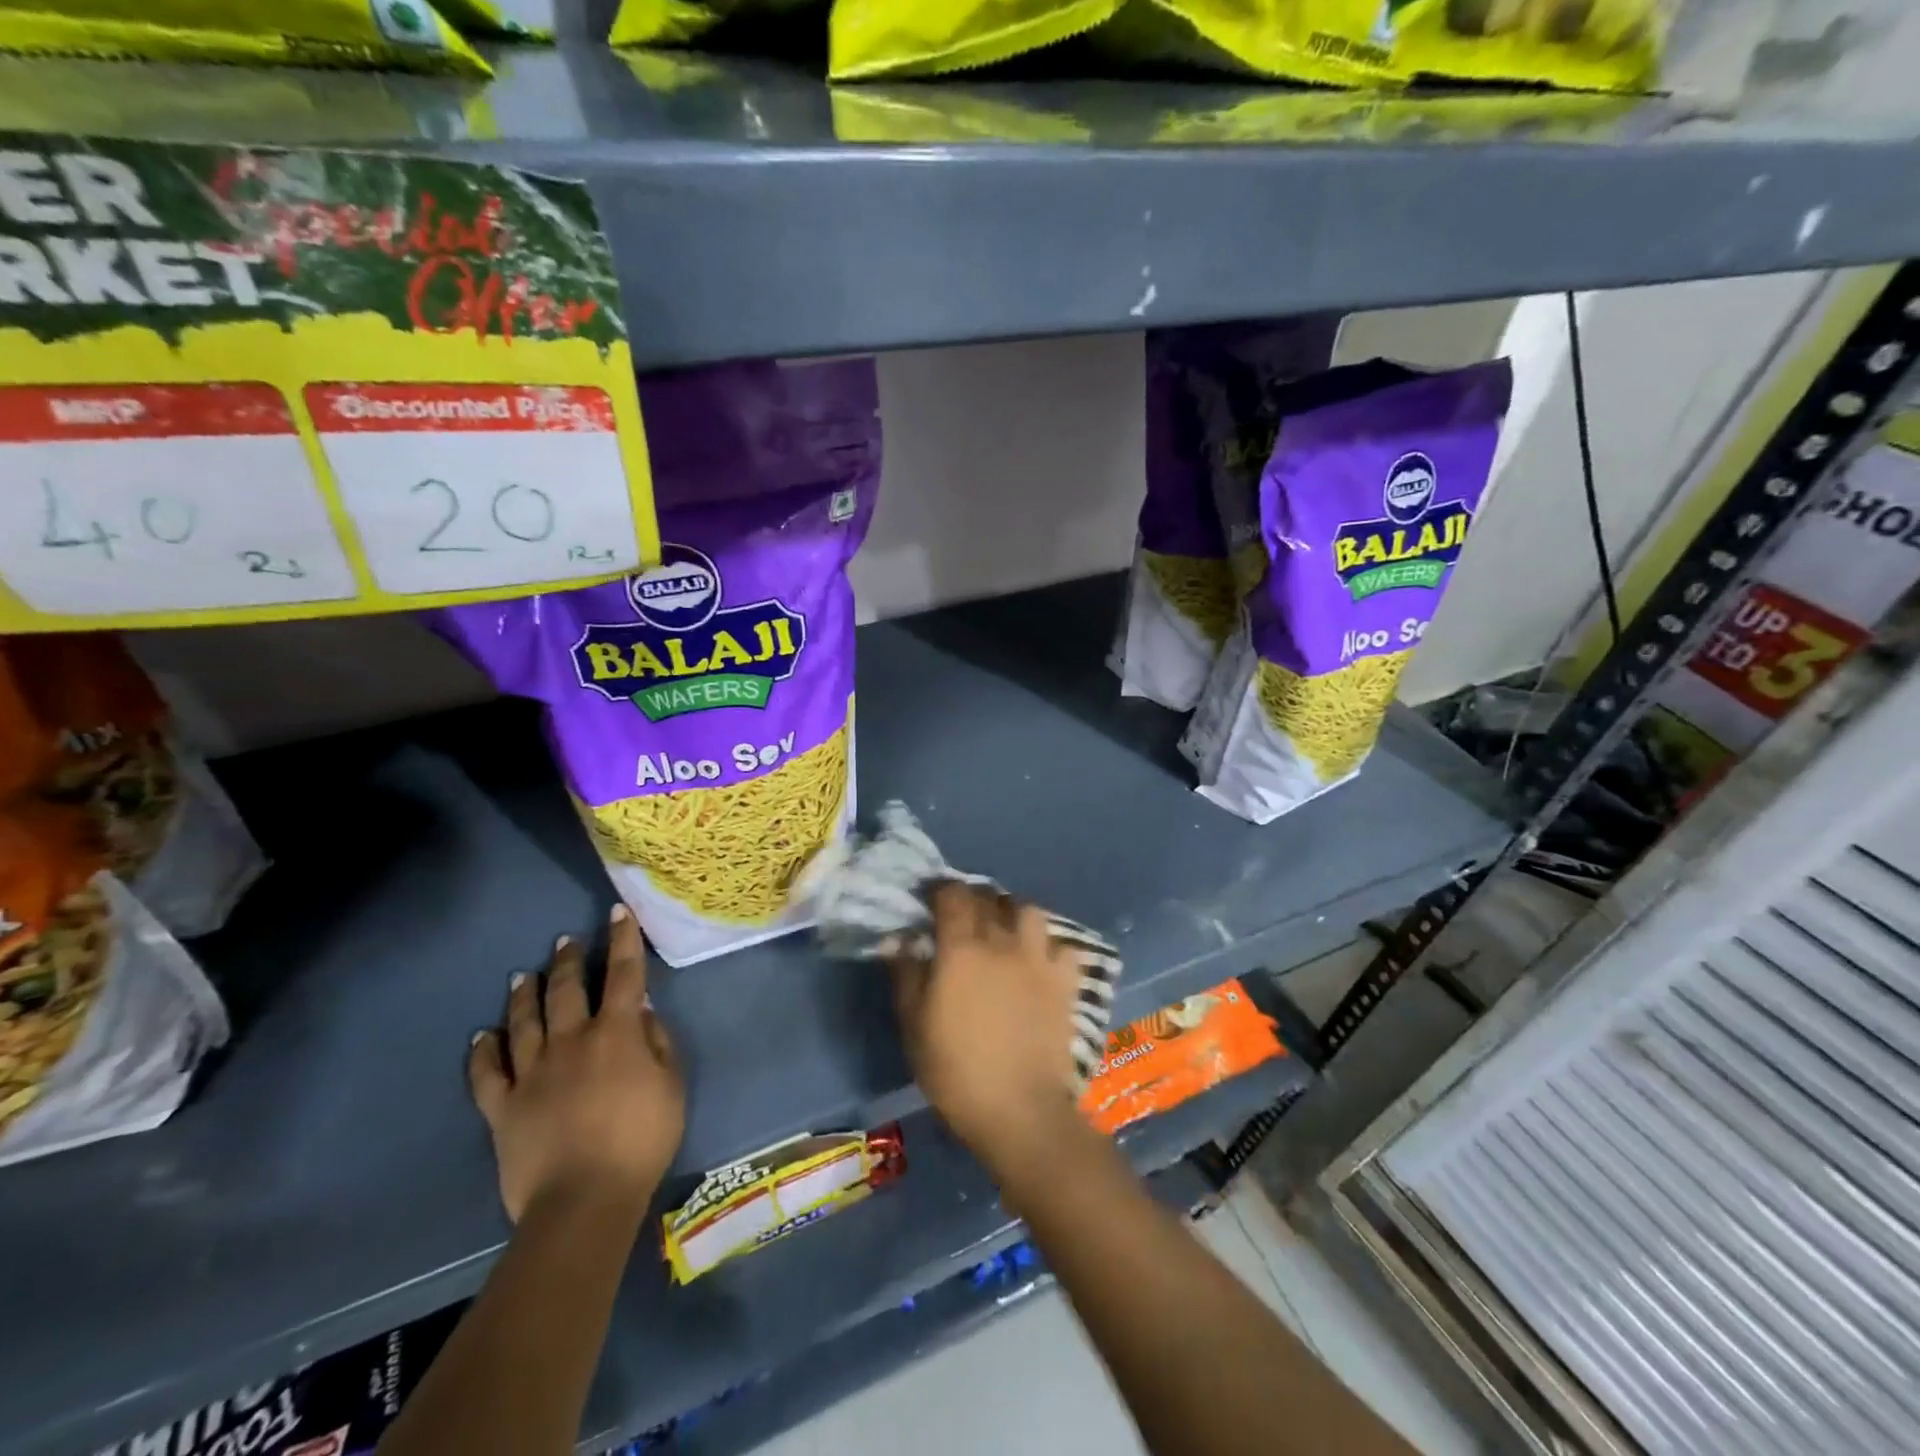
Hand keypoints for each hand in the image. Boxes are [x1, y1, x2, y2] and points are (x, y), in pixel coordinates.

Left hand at [469, 904, 684, 1223]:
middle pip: (566, 990)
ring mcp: (531, 1073)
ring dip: (523, 994)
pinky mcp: (502, 1107)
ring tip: (522, 975)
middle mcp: (570, 1041)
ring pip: (523, 1021)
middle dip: (567, 961)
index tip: (618, 913)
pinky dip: (482, 1051)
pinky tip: (481, 1035)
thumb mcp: (672, 1085)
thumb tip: (640, 1009)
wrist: (584, 1200)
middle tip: (565, 941)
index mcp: (615, 1033)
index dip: (622, 940)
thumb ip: (657, 1042)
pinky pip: (487, 1072)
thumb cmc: (642, 1140)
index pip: (623, 974)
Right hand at [891, 883, 1082, 1173]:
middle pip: (989, 898)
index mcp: (962, 948)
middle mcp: (1003, 941)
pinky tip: (1039, 961)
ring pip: (1029, 911)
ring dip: (1013, 912)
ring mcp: (1039, 958)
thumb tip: (900, 938)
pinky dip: (1048, 946)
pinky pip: (1061, 945)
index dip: (940, 890)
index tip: (930, 900)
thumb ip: (907, 974)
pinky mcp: (1066, 981)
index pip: (953, 895)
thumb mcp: (914, 1024)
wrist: (1019, 1108)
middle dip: (972, 899)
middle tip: (961, 917)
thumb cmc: (955, 1070)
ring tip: (1004, 930)